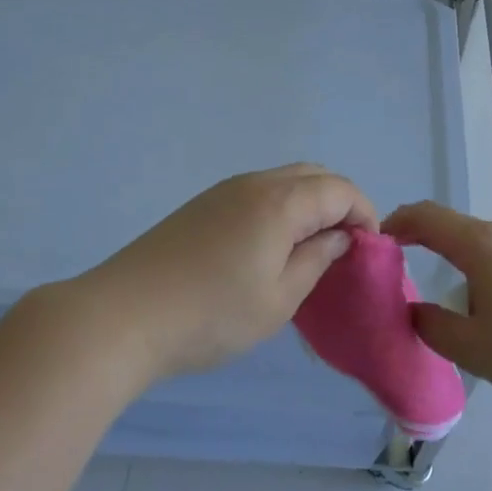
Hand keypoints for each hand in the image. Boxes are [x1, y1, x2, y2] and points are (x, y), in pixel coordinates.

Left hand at [71, 164, 376, 382]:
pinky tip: (269, 247)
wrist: (124, 315)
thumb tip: (338, 237)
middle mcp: (254, 183)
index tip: (367, 251)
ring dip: (308, 205)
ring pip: (283, 181)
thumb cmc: (212, 314)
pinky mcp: (202, 205)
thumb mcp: (279, 298)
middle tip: (342, 247)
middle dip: (339, 203)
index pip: (340, 189)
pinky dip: (279, 209)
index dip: (364, 214)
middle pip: (313, 175)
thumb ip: (316, 261)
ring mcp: (224, 191)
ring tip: (309, 250)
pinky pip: (257, 193)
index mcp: (281, 201)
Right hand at [383, 200, 491, 404]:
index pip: (425, 216)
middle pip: (448, 224)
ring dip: (446, 251)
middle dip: (417, 237)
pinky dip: (470, 261)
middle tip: (394, 266)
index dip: (395, 223)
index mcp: (479, 245)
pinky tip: (474, 296)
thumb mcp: (471, 347)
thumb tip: (416, 309)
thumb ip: (432, 325)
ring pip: (472, 238)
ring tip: (432, 284)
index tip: (375, 243)